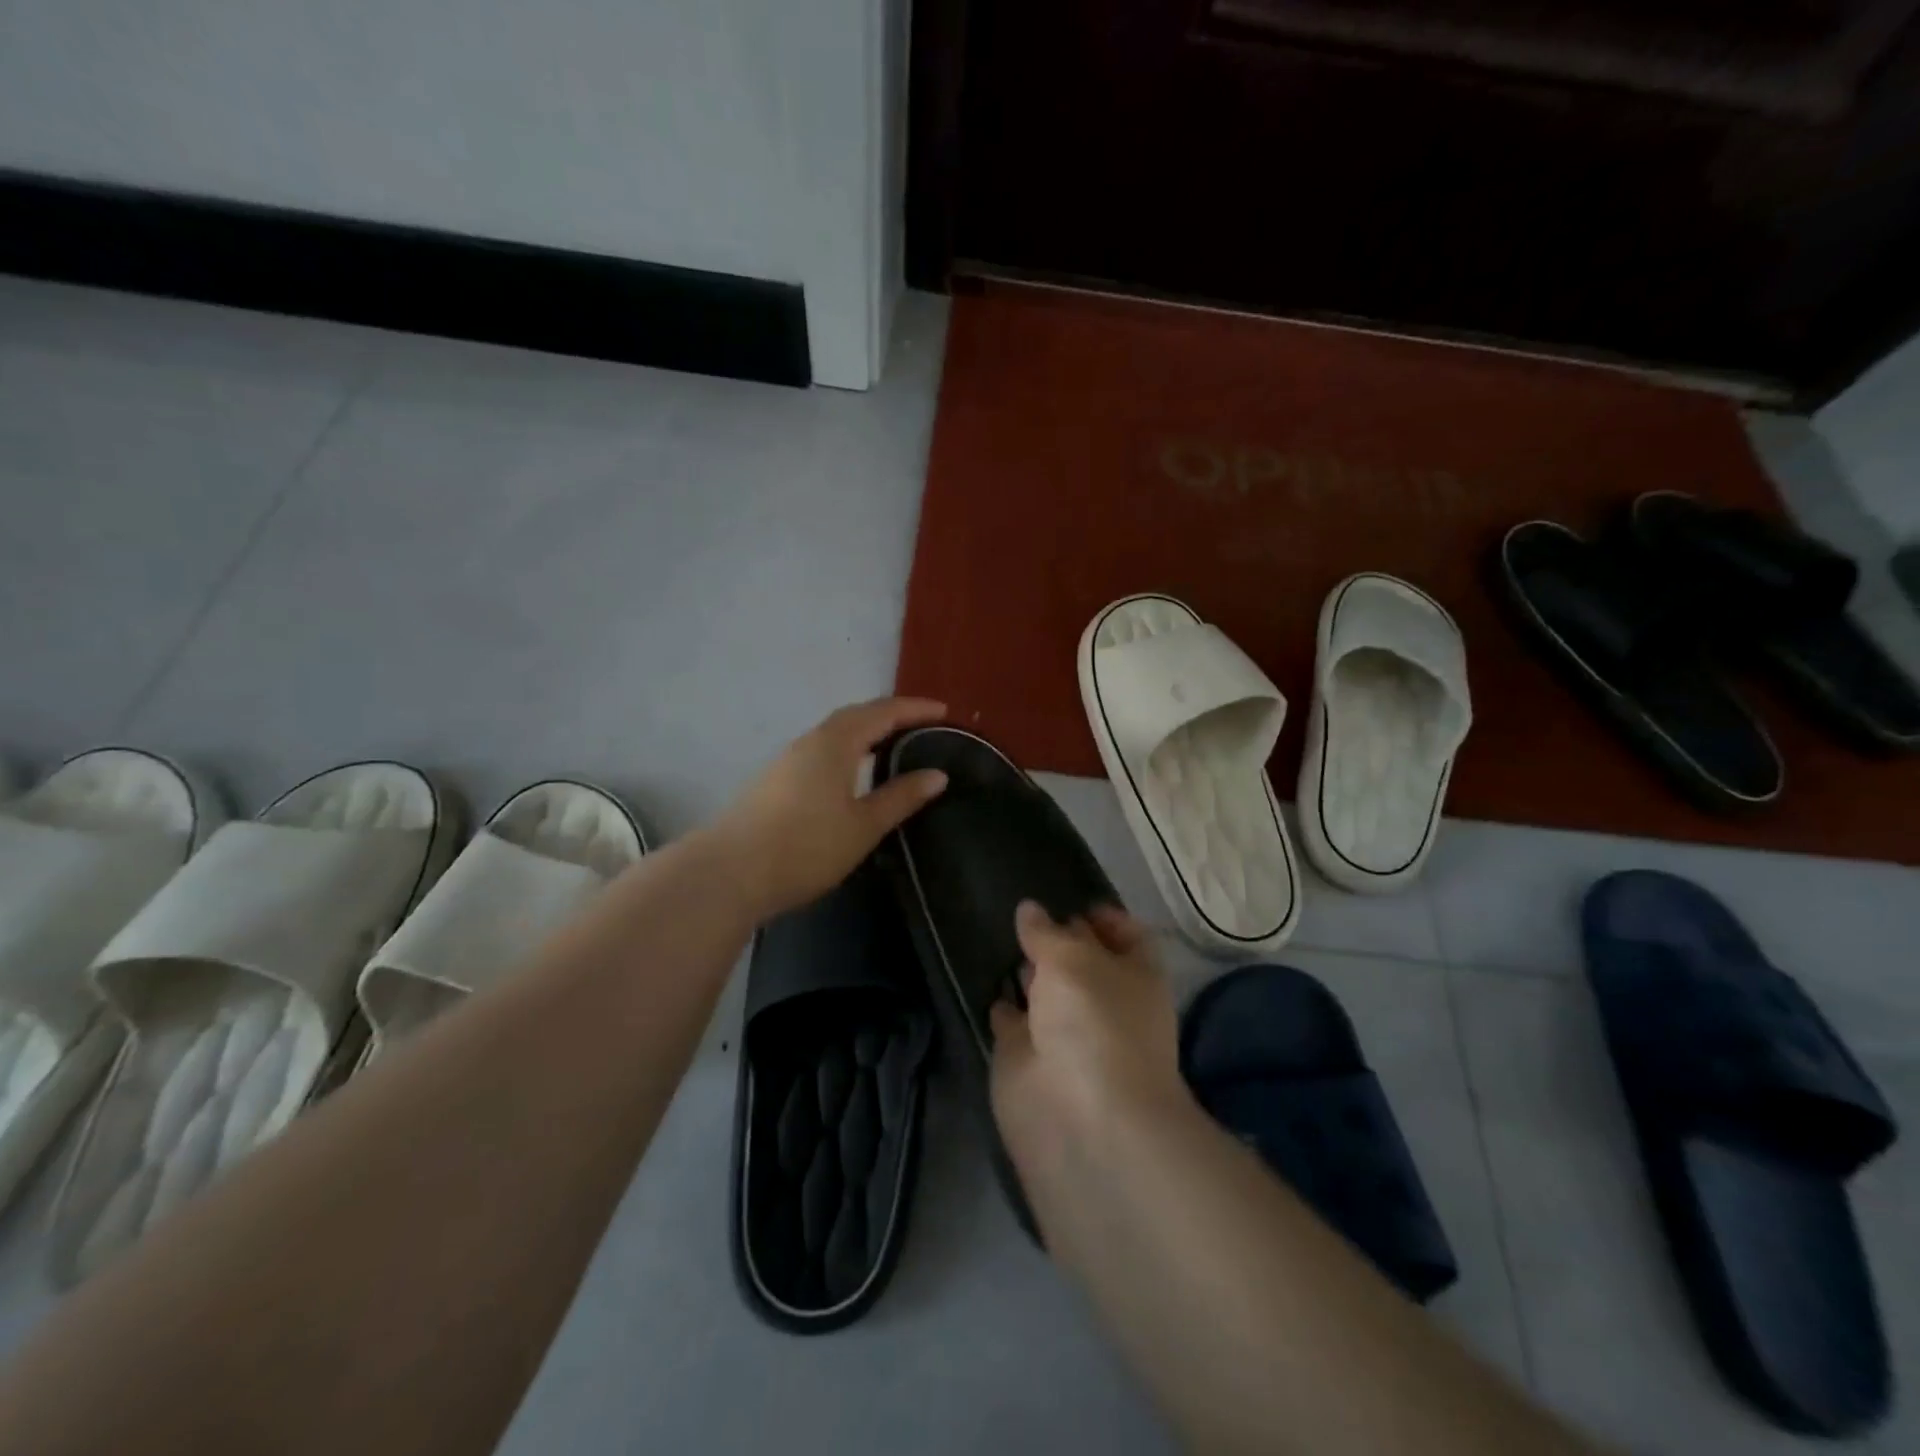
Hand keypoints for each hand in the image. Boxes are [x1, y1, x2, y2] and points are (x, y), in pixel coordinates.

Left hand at [714, 696, 949, 918]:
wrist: (730, 873)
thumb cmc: (806, 847)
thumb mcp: (863, 826)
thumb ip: (901, 797)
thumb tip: (937, 774)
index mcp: (835, 743)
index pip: (882, 713)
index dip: (915, 709)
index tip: (944, 711)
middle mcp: (810, 741)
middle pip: (855, 715)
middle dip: (890, 715)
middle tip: (921, 724)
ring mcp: (787, 760)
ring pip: (834, 732)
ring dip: (865, 730)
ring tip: (891, 744)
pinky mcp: (774, 780)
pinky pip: (820, 750)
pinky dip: (846, 748)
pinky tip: (851, 772)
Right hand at [990, 902, 1188, 1186]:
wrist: (1081, 1120)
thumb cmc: (1095, 1022)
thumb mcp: (1072, 958)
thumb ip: (1047, 933)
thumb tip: (1029, 910)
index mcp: (1134, 975)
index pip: (1126, 936)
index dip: (1105, 917)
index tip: (1074, 900)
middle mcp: (1103, 1002)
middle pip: (1081, 961)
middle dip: (1057, 939)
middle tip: (1022, 910)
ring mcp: (1065, 1032)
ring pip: (1044, 990)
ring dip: (1025, 969)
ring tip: (995, 931)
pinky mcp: (1027, 1057)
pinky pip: (1012, 1019)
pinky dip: (1000, 1003)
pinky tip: (982, 978)